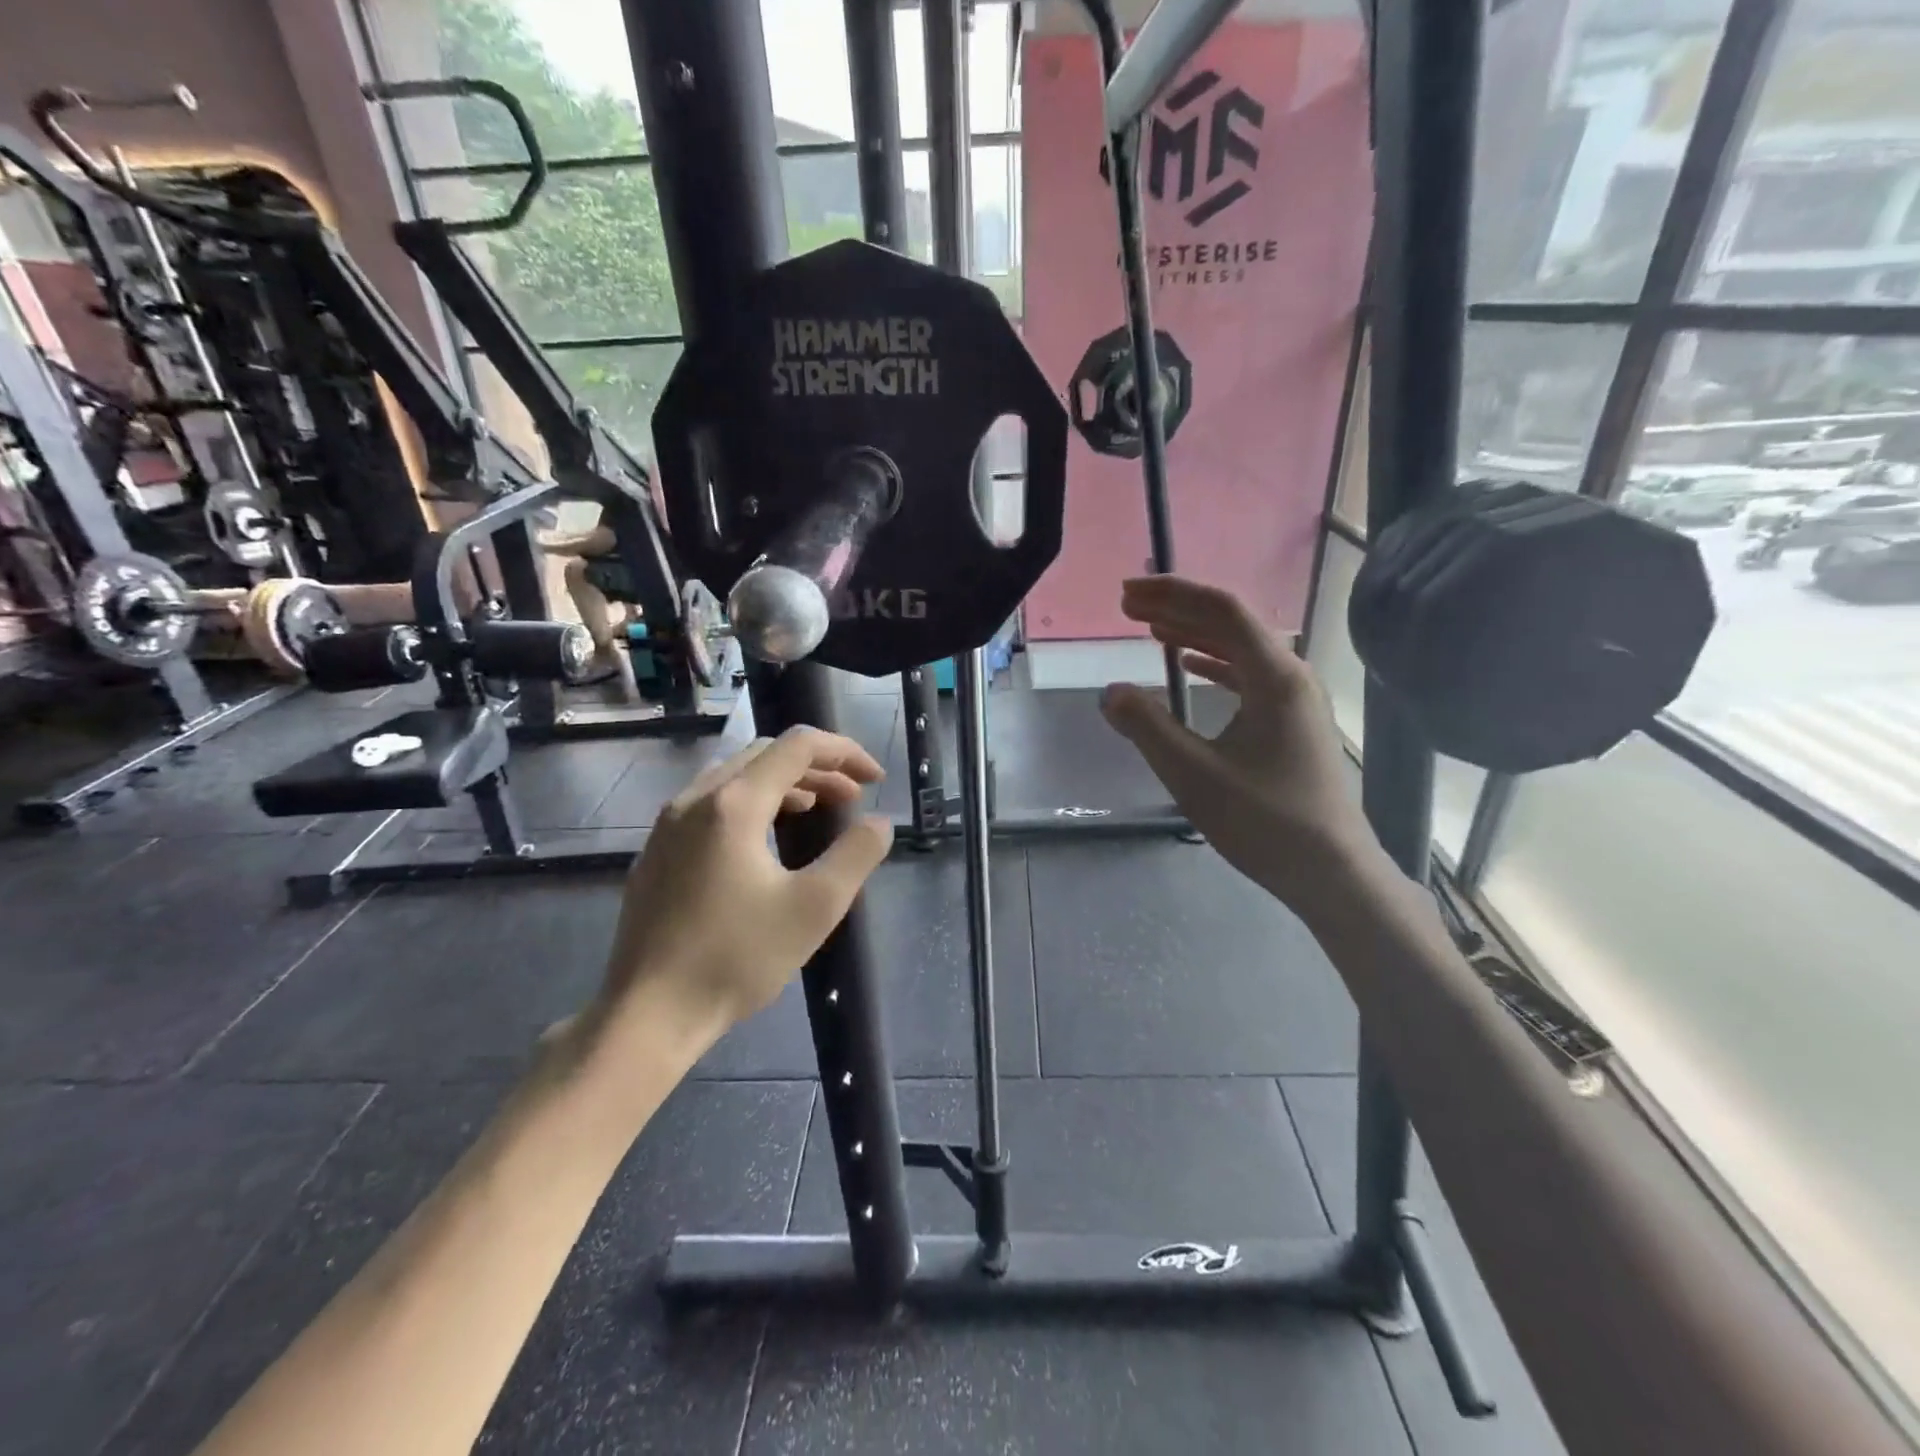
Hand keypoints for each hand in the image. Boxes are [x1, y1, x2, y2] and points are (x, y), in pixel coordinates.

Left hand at [591, 727, 892, 1050]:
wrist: (648, 1014)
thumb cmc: (736, 958)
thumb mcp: (815, 907)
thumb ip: (856, 855)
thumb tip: (880, 823)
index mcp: (733, 803)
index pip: (797, 746)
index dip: (844, 752)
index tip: (876, 779)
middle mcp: (695, 799)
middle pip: (765, 755)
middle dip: (817, 768)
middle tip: (852, 798)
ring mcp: (668, 825)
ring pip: (735, 777)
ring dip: (784, 784)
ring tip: (817, 811)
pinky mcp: (656, 852)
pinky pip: (711, 803)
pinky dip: (752, 804)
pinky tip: (765, 841)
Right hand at [1100, 575, 1382, 905]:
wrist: (1330, 870)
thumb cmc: (1264, 821)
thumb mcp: (1193, 774)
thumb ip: (1148, 727)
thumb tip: (1110, 692)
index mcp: (1275, 677)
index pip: (1221, 611)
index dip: (1171, 595)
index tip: (1127, 596)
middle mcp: (1291, 676)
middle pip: (1232, 623)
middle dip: (1178, 608)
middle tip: (1129, 607)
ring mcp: (1296, 699)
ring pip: (1241, 648)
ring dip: (1195, 633)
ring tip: (1151, 629)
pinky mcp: (1292, 721)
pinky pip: (1249, 675)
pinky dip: (1215, 663)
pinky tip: (1189, 665)